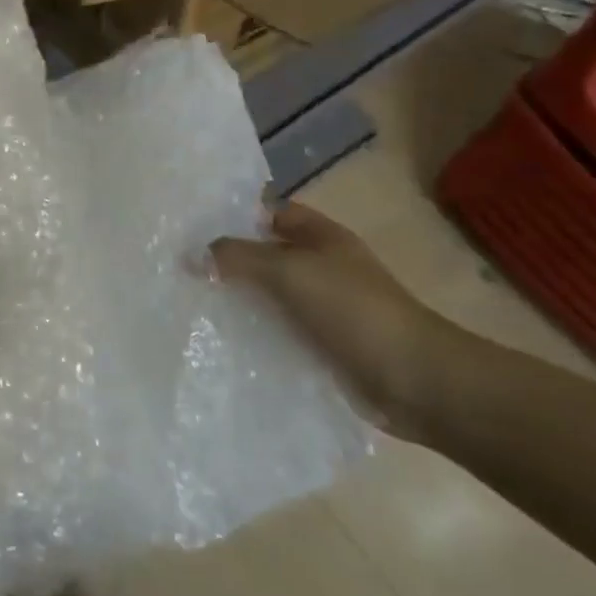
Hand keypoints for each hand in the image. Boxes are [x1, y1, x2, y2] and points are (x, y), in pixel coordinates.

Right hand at [209, 196, 469, 439]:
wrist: (415, 381)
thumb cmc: (353, 310)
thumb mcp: (289, 271)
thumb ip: (237, 257)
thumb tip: (190, 255)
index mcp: (321, 237)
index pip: (271, 213)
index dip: (235, 216)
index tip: (191, 227)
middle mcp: (322, 267)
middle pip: (266, 256)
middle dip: (228, 262)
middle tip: (179, 269)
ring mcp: (323, 310)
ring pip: (269, 298)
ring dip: (238, 303)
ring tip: (189, 306)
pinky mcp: (322, 348)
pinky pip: (278, 334)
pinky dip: (254, 337)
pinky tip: (220, 343)